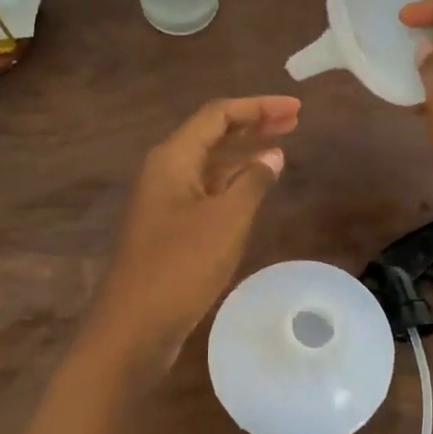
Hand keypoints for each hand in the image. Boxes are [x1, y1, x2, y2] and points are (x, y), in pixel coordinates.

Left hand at [84, 96, 299, 375]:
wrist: (135, 326)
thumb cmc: (181, 267)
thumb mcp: (226, 221)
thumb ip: (253, 182)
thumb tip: (274, 156)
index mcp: (173, 159)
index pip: (218, 115)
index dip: (258, 107)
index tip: (297, 108)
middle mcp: (166, 172)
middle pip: (213, 135)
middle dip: (254, 125)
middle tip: (295, 120)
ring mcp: (166, 201)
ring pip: (210, 164)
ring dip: (245, 154)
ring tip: (282, 148)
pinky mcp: (171, 228)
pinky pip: (207, 191)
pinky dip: (234, 184)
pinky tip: (255, 189)